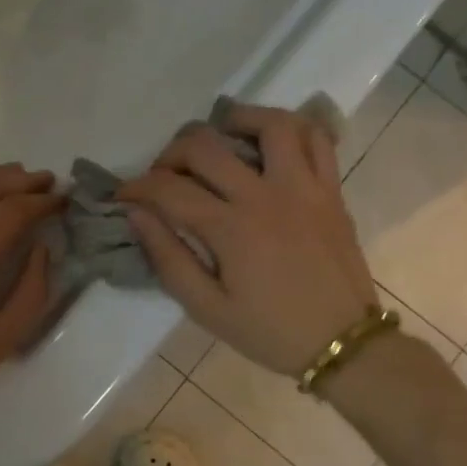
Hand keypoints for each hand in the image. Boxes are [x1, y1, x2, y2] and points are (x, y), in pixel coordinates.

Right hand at [119, 104, 375, 375]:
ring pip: (269, 124)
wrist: (343, 344)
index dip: (137, 188)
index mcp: (232, 229)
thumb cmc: (270, 332)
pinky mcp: (331, 189)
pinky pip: (317, 138)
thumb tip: (137, 215)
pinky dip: (290, 128)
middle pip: (206, 146)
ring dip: (235, 121)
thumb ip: (168, 259)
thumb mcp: (207, 309)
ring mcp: (304, 186)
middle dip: (172, 153)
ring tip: (219, 138)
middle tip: (164, 175)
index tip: (124, 197)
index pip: (169, 189)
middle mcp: (266, 195)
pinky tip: (270, 141)